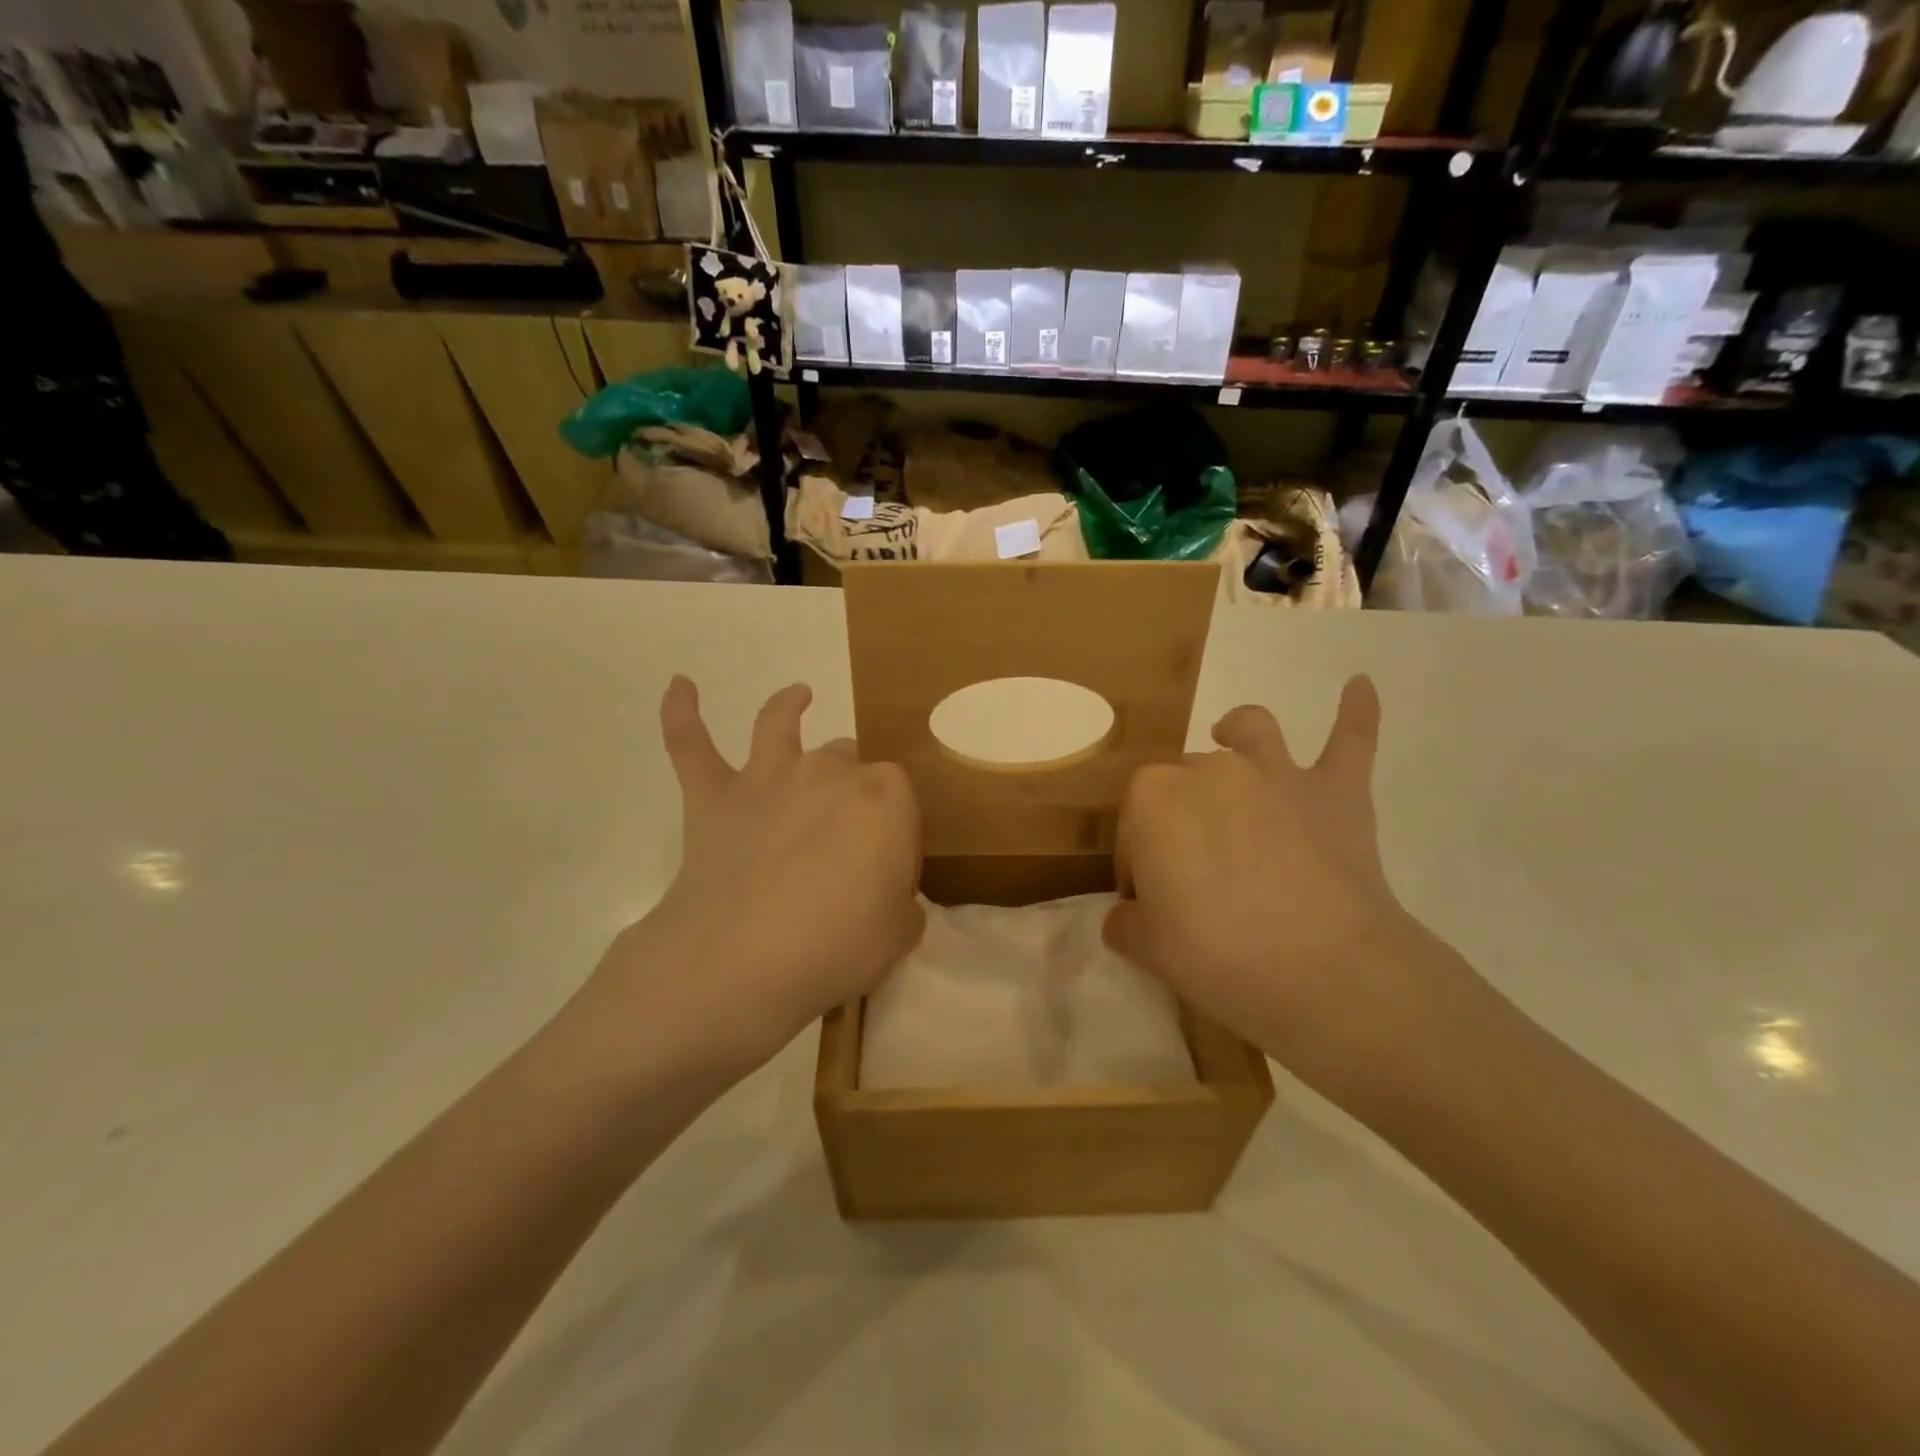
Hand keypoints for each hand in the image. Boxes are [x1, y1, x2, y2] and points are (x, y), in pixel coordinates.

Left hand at [579, 677, 923, 1078]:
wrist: (742, 962)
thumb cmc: (836, 947)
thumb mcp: (900, 934)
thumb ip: (902, 905)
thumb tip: (886, 897)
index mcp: (885, 797)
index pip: (900, 801)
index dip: (896, 835)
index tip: (888, 875)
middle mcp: (828, 771)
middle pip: (847, 762)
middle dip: (852, 787)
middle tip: (845, 839)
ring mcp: (767, 778)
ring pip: (780, 725)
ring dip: (789, 706)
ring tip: (798, 694)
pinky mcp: (714, 798)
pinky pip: (691, 745)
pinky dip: (682, 714)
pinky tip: (680, 685)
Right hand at [1104, 678, 1463, 1095]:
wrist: (1323, 971)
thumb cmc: (1217, 955)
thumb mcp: (1145, 947)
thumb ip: (1126, 922)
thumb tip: (1132, 914)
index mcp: (1153, 799)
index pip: (1133, 829)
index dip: (1138, 868)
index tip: (1152, 907)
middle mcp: (1209, 769)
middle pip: (1184, 785)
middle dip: (1181, 821)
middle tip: (1197, 881)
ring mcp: (1276, 774)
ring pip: (1250, 733)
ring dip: (1239, 733)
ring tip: (1233, 738)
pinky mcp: (1336, 791)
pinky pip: (1350, 739)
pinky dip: (1355, 711)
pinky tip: (1359, 684)